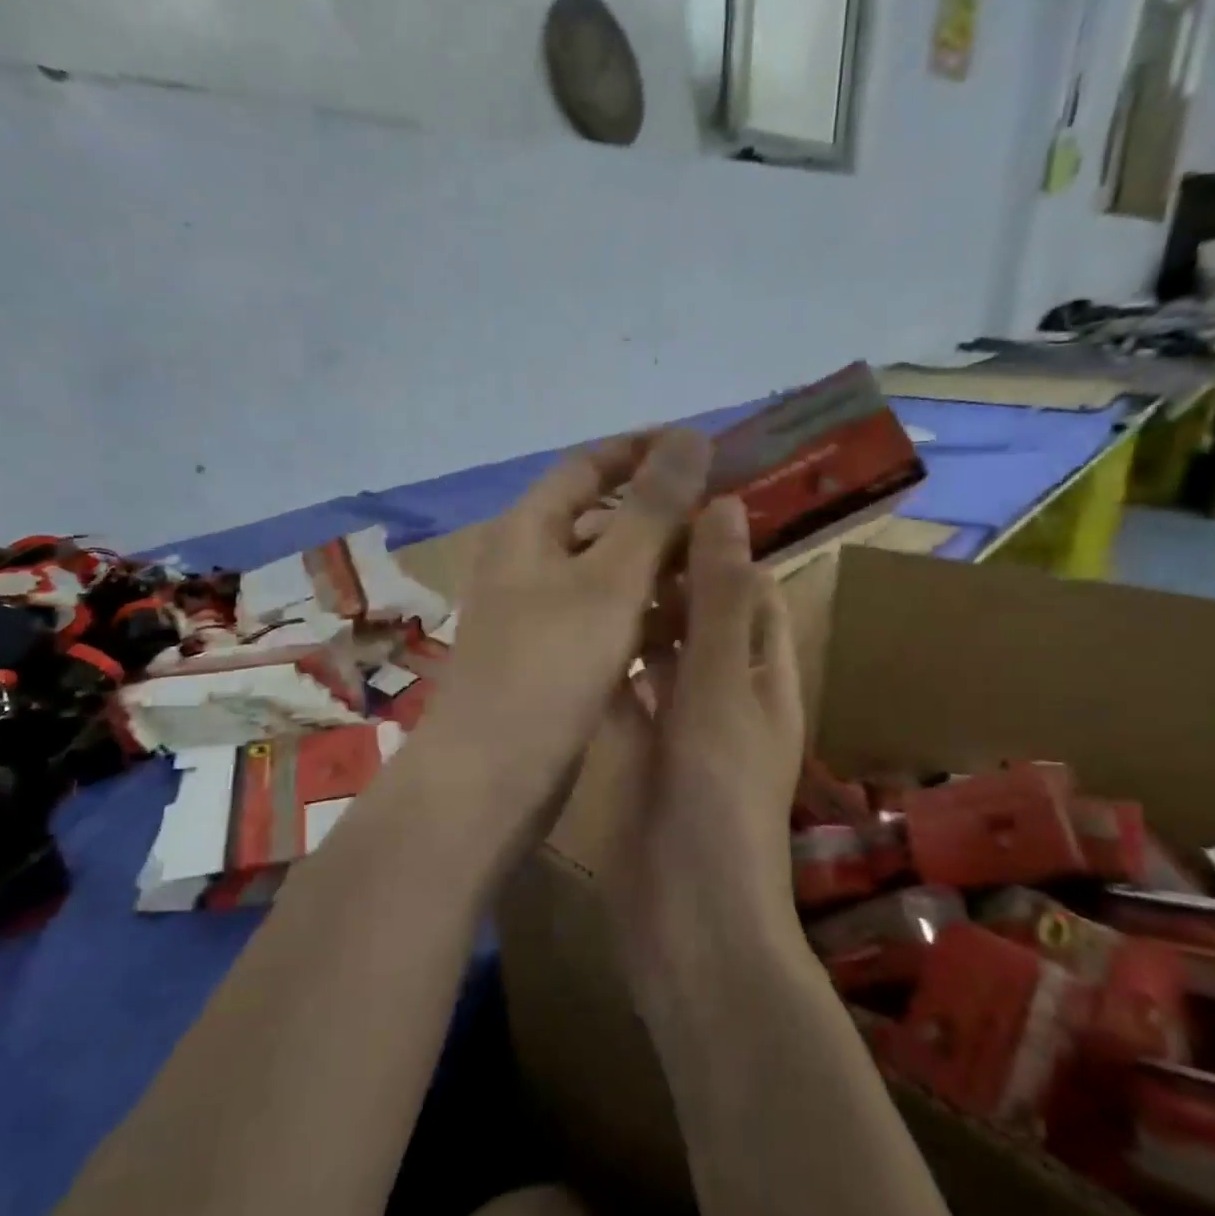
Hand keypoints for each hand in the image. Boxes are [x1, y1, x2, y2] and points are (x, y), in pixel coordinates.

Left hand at [418, 430, 710, 845]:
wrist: (490, 779)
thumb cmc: (548, 667)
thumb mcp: (609, 580)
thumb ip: (652, 509)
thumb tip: (690, 436)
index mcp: (527, 529)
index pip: (588, 465)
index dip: (643, 450)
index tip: (702, 448)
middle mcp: (526, 563)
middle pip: (601, 520)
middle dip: (661, 515)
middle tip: (724, 519)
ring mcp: (537, 614)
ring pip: (608, 574)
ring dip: (659, 570)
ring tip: (719, 572)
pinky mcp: (551, 659)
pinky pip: (605, 620)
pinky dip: (643, 615)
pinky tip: (687, 626)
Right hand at [588, 498, 805, 994]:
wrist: (684, 915)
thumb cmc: (716, 794)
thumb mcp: (722, 685)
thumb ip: (719, 600)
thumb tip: (727, 507)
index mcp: (763, 674)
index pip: (750, 591)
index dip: (718, 547)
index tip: (668, 507)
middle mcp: (725, 693)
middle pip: (698, 618)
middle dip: (666, 577)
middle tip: (610, 532)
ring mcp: (679, 726)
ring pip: (657, 655)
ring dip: (632, 618)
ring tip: (585, 569)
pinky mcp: (638, 754)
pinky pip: (624, 696)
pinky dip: (605, 667)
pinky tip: (569, 636)